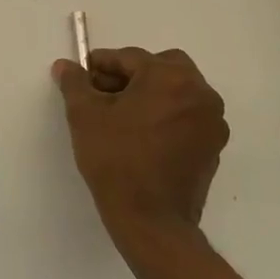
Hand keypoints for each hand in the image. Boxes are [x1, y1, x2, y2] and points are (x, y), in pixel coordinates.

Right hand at [52, 47, 227, 250]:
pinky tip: (142, 137)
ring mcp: (212, 122)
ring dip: (152, 95)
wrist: (151, 221)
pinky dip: (167, 117)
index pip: (130, 58)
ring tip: (122, 117)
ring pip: (178, 92)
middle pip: (162, 68)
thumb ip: (75, 83)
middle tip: (106, 95)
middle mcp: (200, 93)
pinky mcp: (214, 148)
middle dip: (133, 75)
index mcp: (170, 77)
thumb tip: (66, 66)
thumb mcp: (84, 115)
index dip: (102, 65)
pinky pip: (187, 117)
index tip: (83, 76)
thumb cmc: (116, 159)